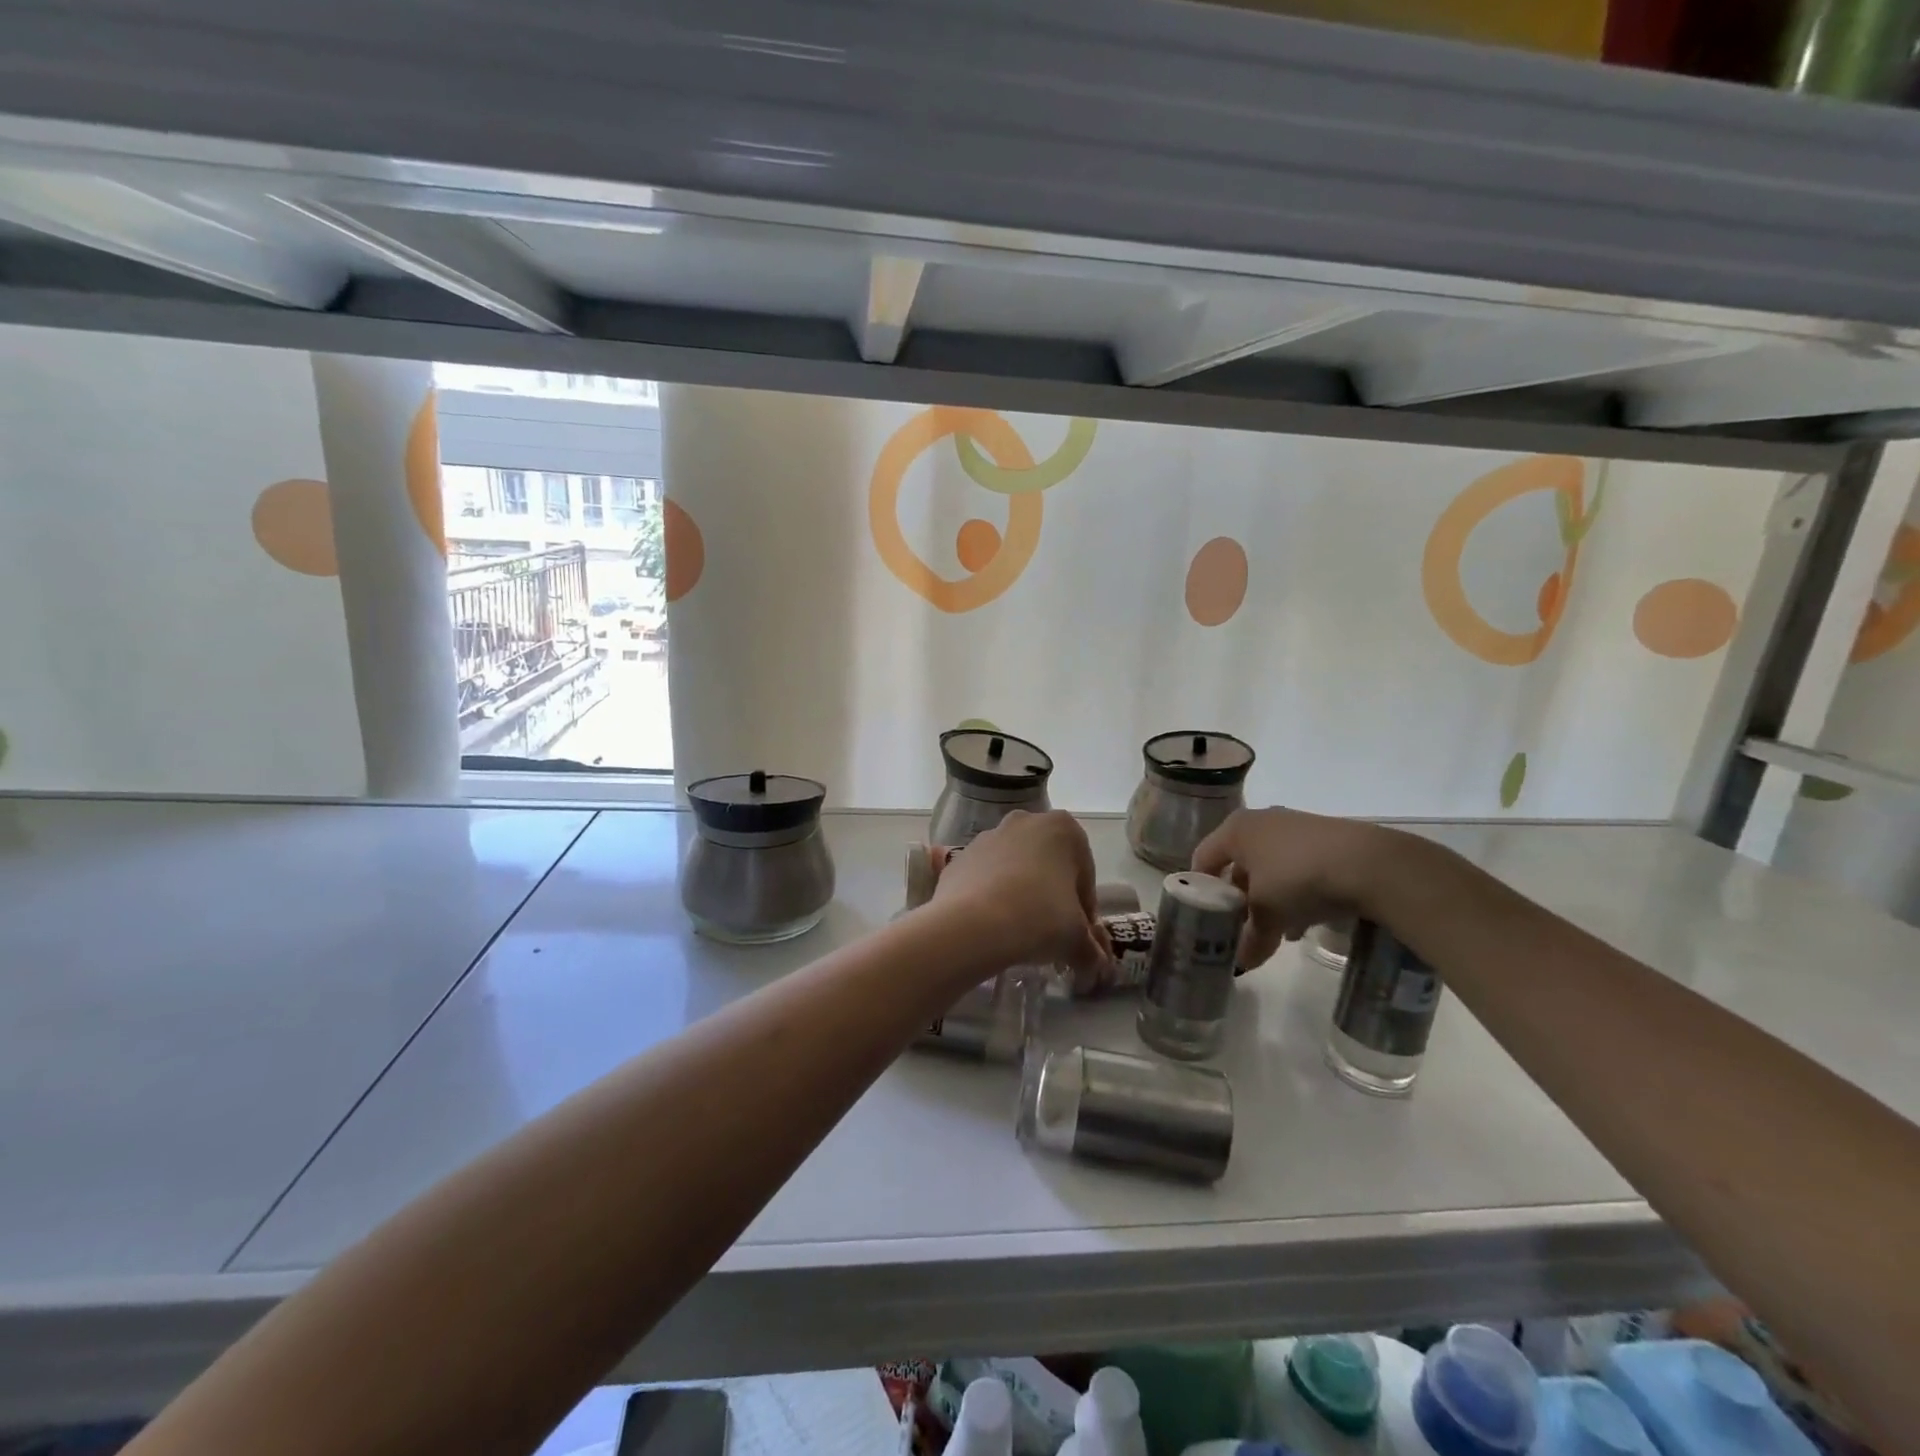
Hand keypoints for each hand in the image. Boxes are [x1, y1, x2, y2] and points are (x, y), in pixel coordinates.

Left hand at [930, 811, 1106, 973]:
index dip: (1085, 908)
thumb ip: (1091, 950)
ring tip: (1019, 932)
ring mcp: (988, 836)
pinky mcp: (959, 857)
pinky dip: (991, 897)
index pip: (1084, 875)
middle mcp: (1025, 822)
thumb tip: (1098, 965)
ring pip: (1014, 869)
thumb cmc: (1039, 918)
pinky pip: (984, 878)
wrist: (971, 925)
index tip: (1079, 935)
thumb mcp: (1076, 940)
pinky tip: (991, 926)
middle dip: (1051, 895)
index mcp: (1063, 829)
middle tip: (1051, 932)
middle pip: (1048, 865)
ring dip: (1020, 894)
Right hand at [1193, 808, 1396, 968]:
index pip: (1203, 859)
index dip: (1201, 890)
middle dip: (1240, 898)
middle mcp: (1260, 821)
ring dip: (1270, 898)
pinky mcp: (1324, 837)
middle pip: (1238, 864)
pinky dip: (1296, 891)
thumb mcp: (1268, 914)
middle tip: (1243, 927)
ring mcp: (1294, 825)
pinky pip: (1297, 866)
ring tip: (1279, 930)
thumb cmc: (1298, 879)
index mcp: (1235, 830)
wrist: (1369, 863)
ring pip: (1270, 867)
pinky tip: (1307, 919)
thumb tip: (1242, 964)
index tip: (1207, 918)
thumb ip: (1251, 939)